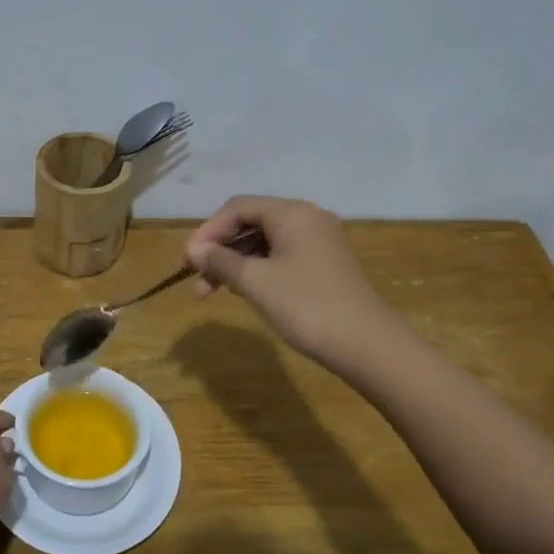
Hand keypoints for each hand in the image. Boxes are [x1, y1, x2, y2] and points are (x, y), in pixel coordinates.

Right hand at [184, 196, 389, 368]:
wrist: (367, 345)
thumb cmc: (306, 306)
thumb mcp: (255, 282)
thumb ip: (220, 261)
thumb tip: (194, 250)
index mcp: (292, 213)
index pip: (238, 208)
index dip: (208, 231)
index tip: (187, 260)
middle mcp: (307, 218)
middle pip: (251, 223)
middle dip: (219, 249)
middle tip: (194, 277)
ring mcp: (319, 242)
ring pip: (264, 242)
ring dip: (234, 263)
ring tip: (210, 292)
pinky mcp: (325, 265)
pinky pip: (281, 256)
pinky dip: (256, 270)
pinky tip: (242, 291)